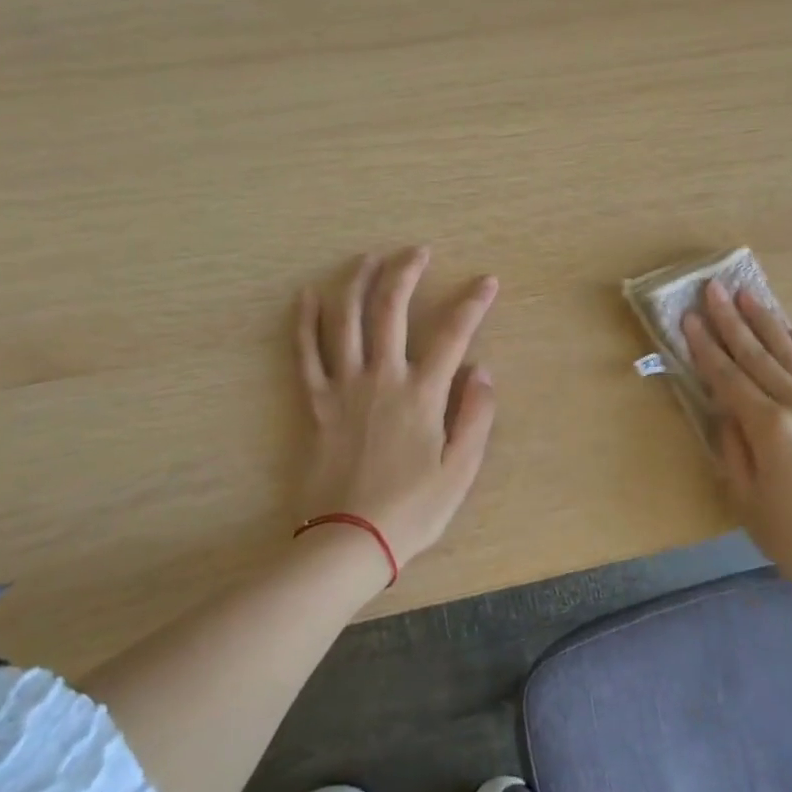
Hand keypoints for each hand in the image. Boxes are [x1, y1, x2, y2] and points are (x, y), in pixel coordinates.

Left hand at [295, 248, 498, 572]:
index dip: (473, 303)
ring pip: (346, 320)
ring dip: (357, 283)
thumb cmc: (412, 509)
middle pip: (391, 310)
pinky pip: (306, 354)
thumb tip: (483, 370)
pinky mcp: (316, 403)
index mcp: (423, 394)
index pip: (454, 335)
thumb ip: (476, 416)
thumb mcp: (461, 470)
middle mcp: (382, 378)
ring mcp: (344, 387)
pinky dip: (305, 322)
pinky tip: (306, 296)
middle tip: (417, 251)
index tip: (486, 281)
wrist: (349, 539)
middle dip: (406, 273)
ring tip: (368, 258)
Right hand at [684, 281, 791, 624]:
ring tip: (749, 295)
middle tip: (714, 289)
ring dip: (768, 324)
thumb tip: (725, 407)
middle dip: (732, 321)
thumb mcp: (745, 498)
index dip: (705, 347)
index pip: (729, 377)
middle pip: (760, 357)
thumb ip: (731, 445)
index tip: (688, 317)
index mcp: (772, 429)